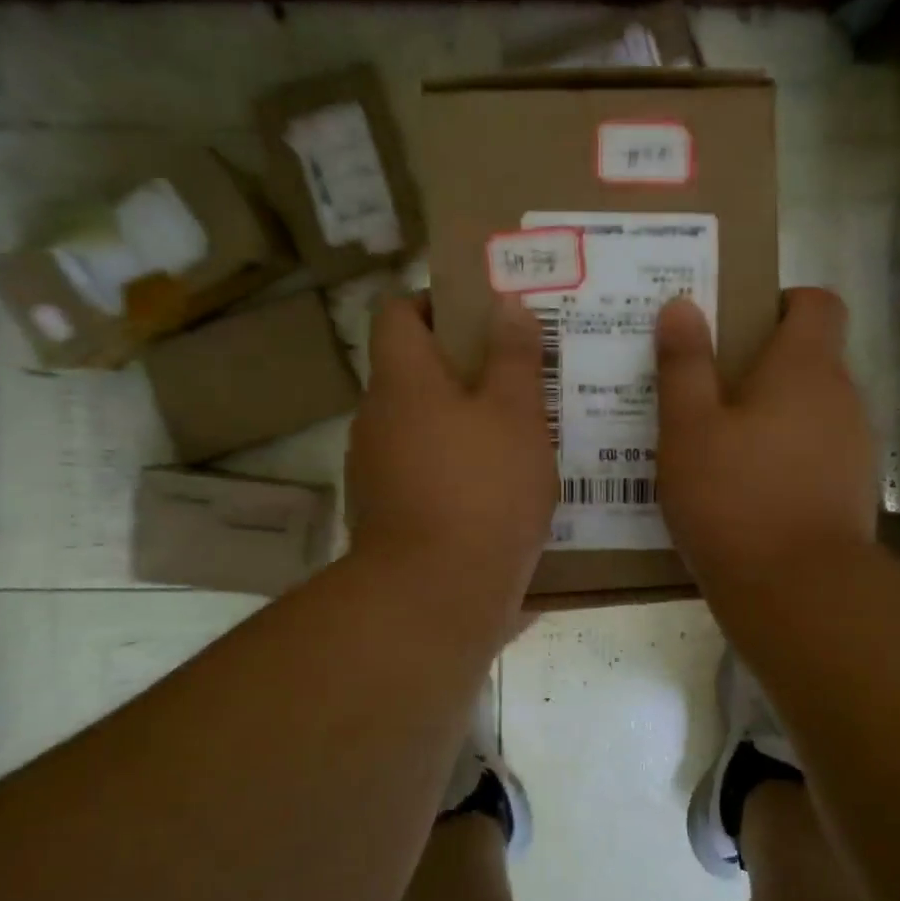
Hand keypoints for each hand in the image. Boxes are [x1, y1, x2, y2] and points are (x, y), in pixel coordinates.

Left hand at [347, 293, 557, 611]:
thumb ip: (513, 356)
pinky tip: (501, 488)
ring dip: (464, 423)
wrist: (436, 598)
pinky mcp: (390, 516)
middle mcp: (377, 420)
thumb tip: (505, 302)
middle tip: (520, 374)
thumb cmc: (482, 490)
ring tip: (522, 432)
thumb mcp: (516, 415)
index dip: (436, 301)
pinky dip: (457, 469)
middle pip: (413, 373)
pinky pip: (426, 473)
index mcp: (402, 381)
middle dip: (464, 368)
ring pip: (423, 427)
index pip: (398, 313)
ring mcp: (377, 472)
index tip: (483, 313)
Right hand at [656, 289, 877, 593]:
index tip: (738, 325)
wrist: (800, 594)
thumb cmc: (735, 498)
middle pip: (810, 359)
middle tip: (705, 390)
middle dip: (761, 365)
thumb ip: (684, 364)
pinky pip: (815, 455)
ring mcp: (854, 448)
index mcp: (806, 367)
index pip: (817, 303)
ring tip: (716, 446)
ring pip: (810, 412)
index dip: (782, 302)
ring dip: (770, 417)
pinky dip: (784, 458)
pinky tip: (744, 491)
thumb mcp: (689, 429)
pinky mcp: (852, 493)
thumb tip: (682, 306)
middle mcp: (842, 398)